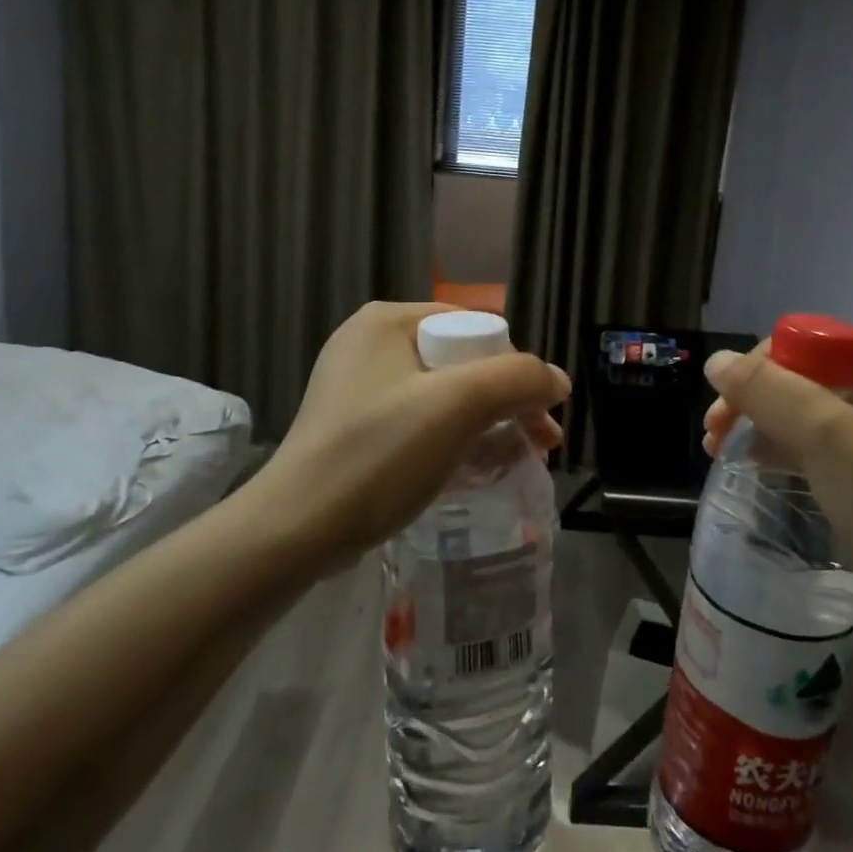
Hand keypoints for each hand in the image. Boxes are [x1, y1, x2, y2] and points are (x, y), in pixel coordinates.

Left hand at [257, 302, 570, 562]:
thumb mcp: (457, 406)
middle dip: (507, 402)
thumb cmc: (378, 453)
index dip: (513, 366)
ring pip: (445, 397)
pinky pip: (421, 424)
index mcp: (387, 322)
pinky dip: (456, 442)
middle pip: (462, 364)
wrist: (295, 530)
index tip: (538, 411)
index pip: (474, 328)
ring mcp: (359, 389)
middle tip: (542, 441)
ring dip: (489, 425)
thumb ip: (517, 380)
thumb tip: (557, 380)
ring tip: (523, 459)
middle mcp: (371, 345)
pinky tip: (482, 471)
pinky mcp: (356, 429)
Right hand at [702, 334, 852, 614]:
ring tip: (721, 450)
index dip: (764, 362)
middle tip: (714, 430)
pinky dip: (787, 450)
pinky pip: (824, 448)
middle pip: (808, 376)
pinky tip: (757, 464)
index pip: (814, 339)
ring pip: (811, 414)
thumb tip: (715, 359)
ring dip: (764, 424)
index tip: (727, 398)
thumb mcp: (828, 435)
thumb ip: (767, 390)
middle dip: (757, 398)